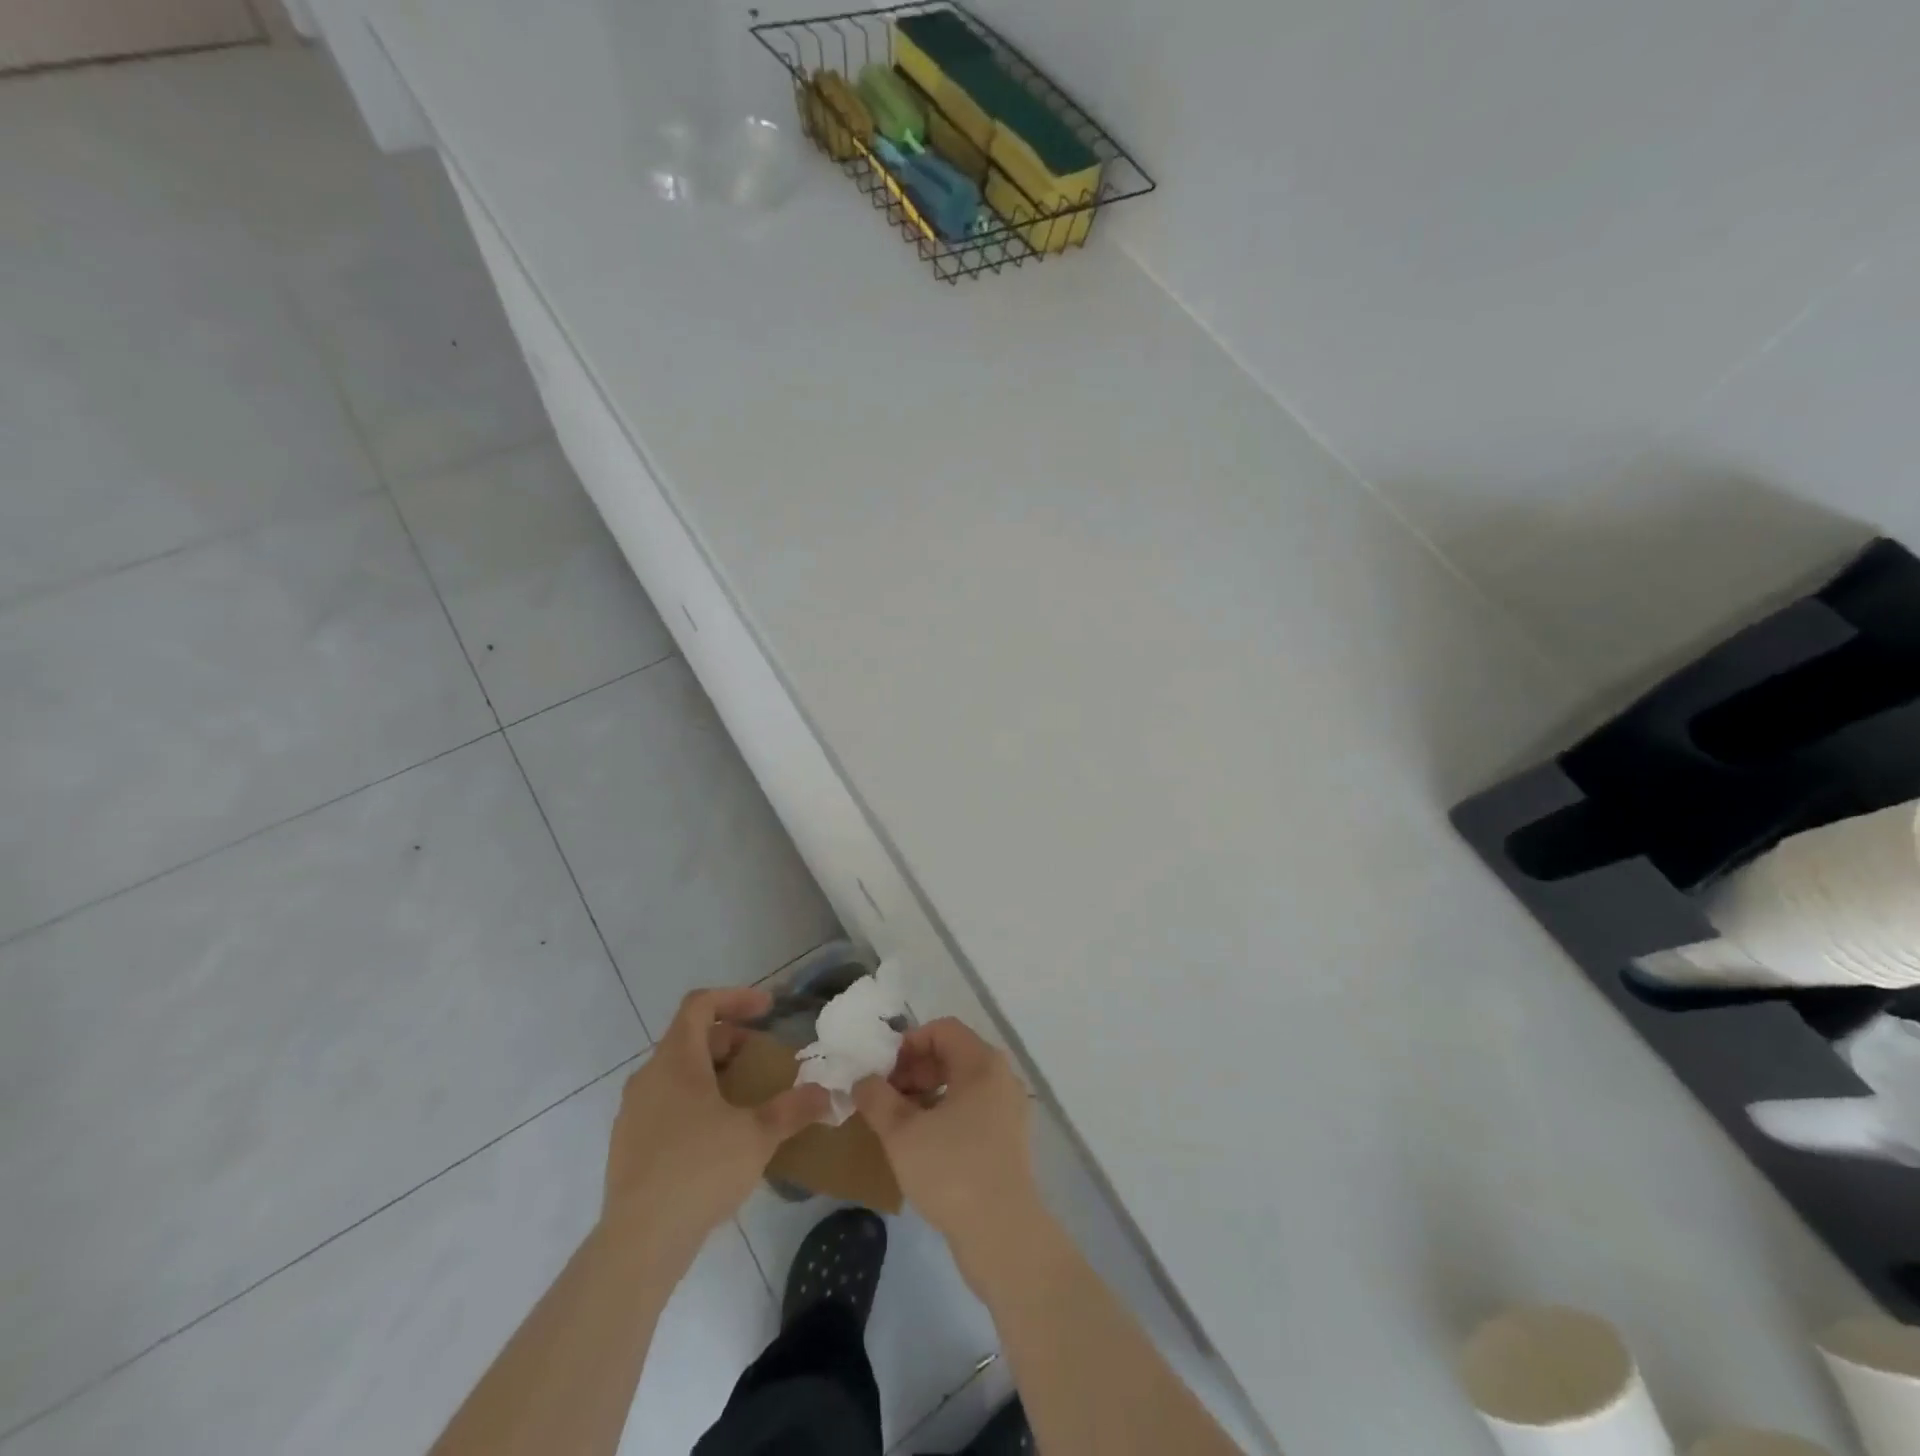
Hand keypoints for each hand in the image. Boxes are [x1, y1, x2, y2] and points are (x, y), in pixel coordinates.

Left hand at [603, 987, 828, 1263]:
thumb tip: (828, 1094)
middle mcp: (648, 1077)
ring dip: (713, 1073)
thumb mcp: (758, 1135)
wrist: (639, 1244)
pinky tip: (718, 1137)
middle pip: (691, 1038)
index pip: (700, 1004)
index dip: (736, 997)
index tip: (768, 1009)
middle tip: (763, 1059)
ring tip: (745, 1098)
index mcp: (676, 1061)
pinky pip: (665, 1105)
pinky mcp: (628, 1146)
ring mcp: (633, 1113)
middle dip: (731, 1041)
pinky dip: (695, 1102)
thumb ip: (794, 1108)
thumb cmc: (699, 1171)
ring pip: (677, 1074)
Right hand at [852, 1019, 1038, 1266]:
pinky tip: (923, 1143)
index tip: (882, 1073)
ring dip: (927, 1093)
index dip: (907, 1044)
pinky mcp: (1008, 1137)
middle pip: (952, 1053)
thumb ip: (877, 1099)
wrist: (1003, 1235)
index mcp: (982, 1063)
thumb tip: (863, 1081)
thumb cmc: (951, 1171)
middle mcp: (1001, 1077)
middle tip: (885, 1099)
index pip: (941, 1030)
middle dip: (914, 1070)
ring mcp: (1009, 1108)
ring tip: (898, 1122)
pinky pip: (973, 1108)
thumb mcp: (902, 1133)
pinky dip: (945, 1113)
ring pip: (961, 1083)